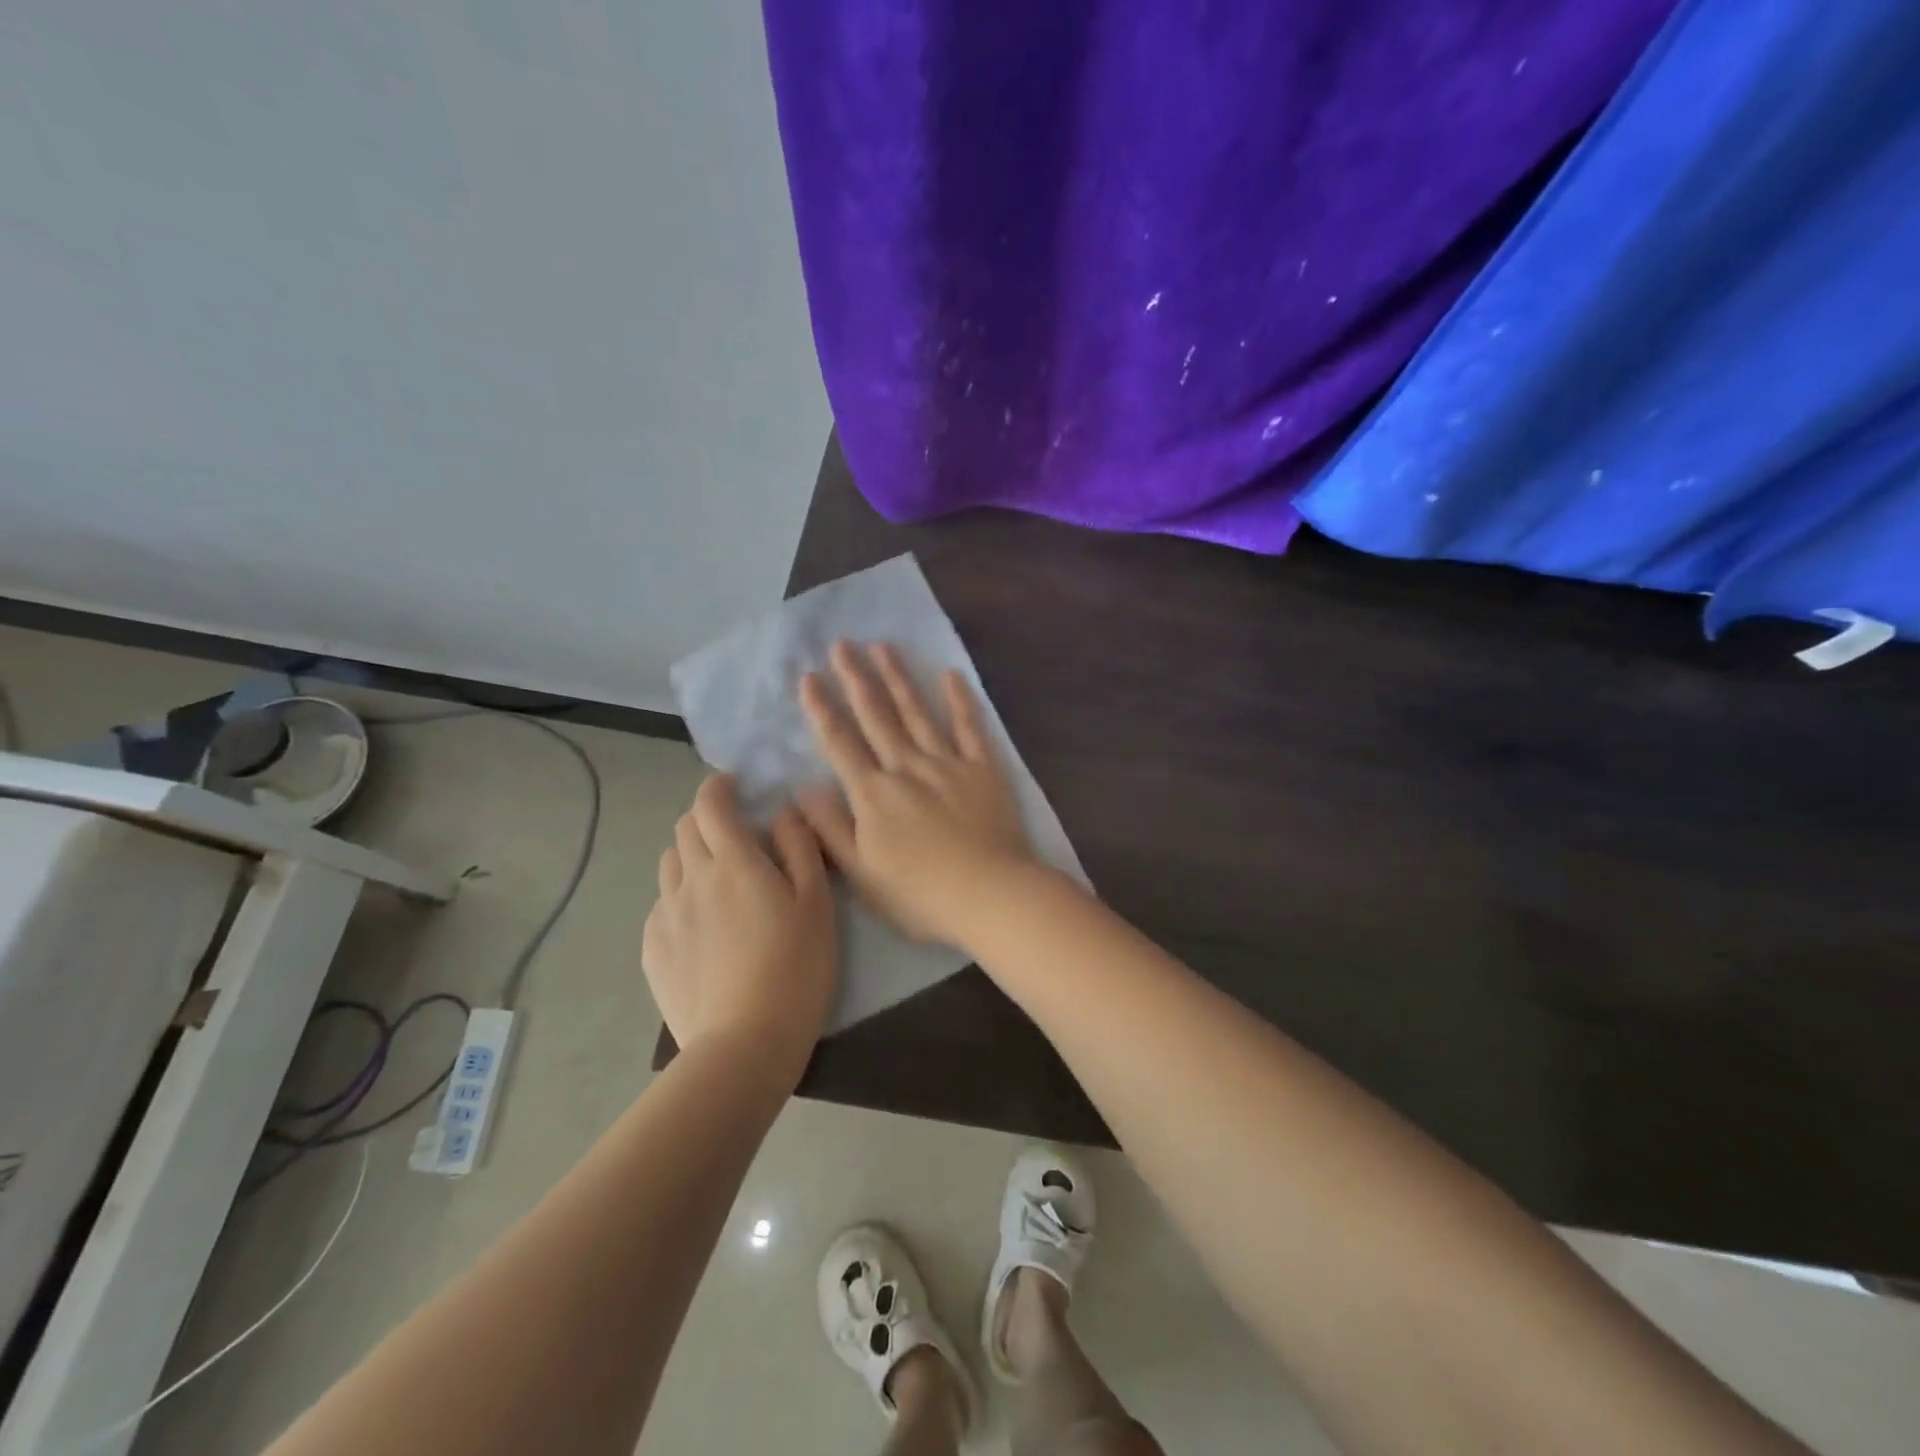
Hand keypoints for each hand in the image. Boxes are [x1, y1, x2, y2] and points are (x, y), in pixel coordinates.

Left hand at [642, 774, 835, 1082]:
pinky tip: (702, 925)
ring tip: (718, 880)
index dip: (719, 787)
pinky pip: (661, 906)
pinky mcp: (653, 950)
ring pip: (670, 865)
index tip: (735, 787)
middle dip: (707, 819)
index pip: (711, 803)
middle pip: (685, 829)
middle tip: (735, 835)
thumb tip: (784, 812)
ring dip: (691, 856)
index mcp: (732, 861)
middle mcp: (691, 879)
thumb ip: (800, 848)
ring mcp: (665, 915)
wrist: (744, 1043)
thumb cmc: (795, 967)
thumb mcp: (816, 902)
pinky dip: (680, 897)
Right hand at [797, 641, 1035, 945]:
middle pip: (877, 716)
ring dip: (899, 678)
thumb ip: (830, 828)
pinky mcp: (983, 769)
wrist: (990, 895)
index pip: (840, 743)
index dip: (822, 709)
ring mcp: (948, 764)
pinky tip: (950, 675)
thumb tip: (803, 789)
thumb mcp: (861, 873)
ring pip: (917, 712)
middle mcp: (907, 768)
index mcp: (873, 794)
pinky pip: (969, 727)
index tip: (809, 677)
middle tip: (842, 644)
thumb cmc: (920, 895)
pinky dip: (959, 700)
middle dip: (856, 678)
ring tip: (883, 647)